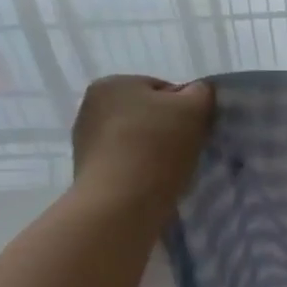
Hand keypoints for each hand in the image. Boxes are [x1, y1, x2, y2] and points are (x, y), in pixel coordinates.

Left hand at [71, 75, 213, 203]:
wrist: (120, 203)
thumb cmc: (157, 147)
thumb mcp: (194, 108)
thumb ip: (202, 92)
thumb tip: (198, 93)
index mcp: (113, 83)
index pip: (163, 90)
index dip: (186, 110)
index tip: (195, 132)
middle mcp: (91, 106)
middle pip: (147, 114)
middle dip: (167, 129)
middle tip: (185, 152)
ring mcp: (85, 140)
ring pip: (135, 140)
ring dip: (152, 151)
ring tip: (168, 172)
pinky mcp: (86, 171)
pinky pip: (124, 163)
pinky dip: (138, 170)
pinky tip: (150, 184)